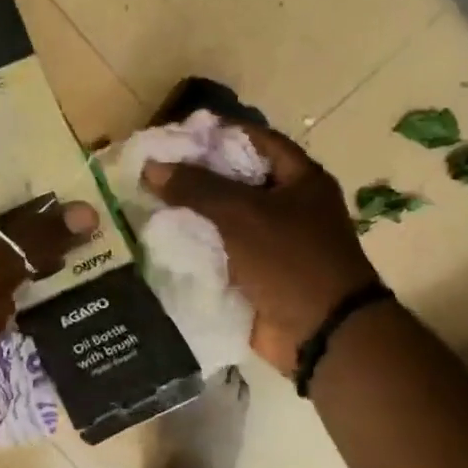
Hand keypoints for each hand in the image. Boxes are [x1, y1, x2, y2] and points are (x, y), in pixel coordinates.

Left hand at [0, 196, 97, 437]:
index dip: (40, 208)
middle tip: (103, 244)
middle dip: (53, 249)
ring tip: (104, 277)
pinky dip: (42, 321)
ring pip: (18, 288)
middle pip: (11, 250)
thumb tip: (88, 210)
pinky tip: (81, 316)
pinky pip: (18, 324)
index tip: (85, 209)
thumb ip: (37, 239)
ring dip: (52, 287)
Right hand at [142, 124, 375, 374]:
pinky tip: (158, 238)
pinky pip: (219, 250)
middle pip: (233, 179)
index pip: (253, 139)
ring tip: (145, 201)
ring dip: (189, 212)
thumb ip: (196, 187)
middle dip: (194, 175)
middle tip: (150, 169)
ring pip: (222, 217)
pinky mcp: (255, 273)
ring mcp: (271, 242)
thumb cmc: (291, 261)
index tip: (173, 135)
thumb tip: (152, 166)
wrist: (322, 335)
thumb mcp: (242, 214)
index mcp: (299, 179)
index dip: (215, 132)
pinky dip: (194, 245)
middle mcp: (286, 205)